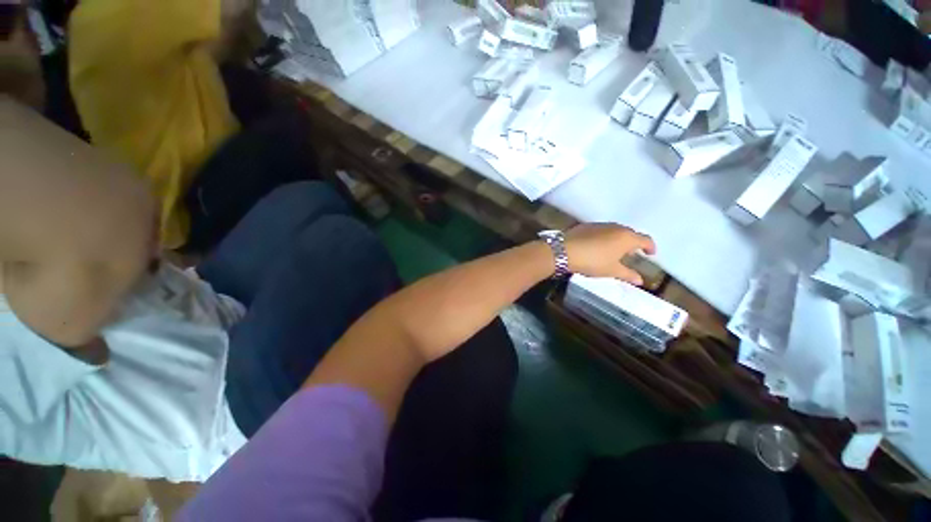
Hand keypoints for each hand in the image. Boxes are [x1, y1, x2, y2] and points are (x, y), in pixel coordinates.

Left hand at [564, 223, 655, 284]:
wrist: (564, 250)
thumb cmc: (592, 261)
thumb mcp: (611, 271)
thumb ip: (628, 274)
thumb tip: (640, 280)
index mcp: (626, 237)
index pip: (645, 239)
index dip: (650, 247)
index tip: (650, 254)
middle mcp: (615, 227)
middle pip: (630, 233)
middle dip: (632, 243)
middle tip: (630, 254)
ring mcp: (599, 224)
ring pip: (614, 230)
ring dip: (617, 239)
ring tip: (613, 251)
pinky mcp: (585, 226)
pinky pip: (600, 230)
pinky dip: (603, 237)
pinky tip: (596, 246)